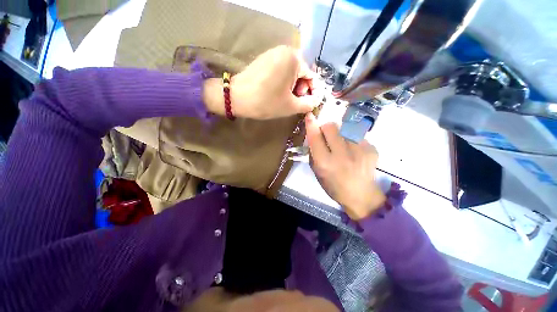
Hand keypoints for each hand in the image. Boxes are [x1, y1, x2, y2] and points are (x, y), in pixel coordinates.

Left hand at [203, 46, 318, 118]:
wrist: (237, 98)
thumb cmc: (266, 102)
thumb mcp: (291, 106)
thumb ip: (308, 104)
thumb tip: (316, 101)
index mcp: (294, 59)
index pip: (311, 77)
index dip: (311, 93)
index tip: (306, 104)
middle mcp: (285, 51)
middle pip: (301, 74)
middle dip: (300, 90)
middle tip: (293, 103)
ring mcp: (272, 53)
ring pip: (291, 73)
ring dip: (291, 87)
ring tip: (284, 99)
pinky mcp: (264, 59)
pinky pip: (280, 71)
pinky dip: (282, 82)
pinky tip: (276, 92)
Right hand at [305, 113, 385, 219]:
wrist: (362, 196)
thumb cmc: (334, 186)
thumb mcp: (317, 172)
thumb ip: (314, 153)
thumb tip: (314, 134)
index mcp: (325, 163)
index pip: (315, 138)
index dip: (311, 125)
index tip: (310, 116)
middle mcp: (342, 155)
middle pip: (331, 126)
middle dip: (326, 128)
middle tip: (327, 136)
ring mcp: (359, 150)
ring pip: (345, 127)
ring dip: (340, 133)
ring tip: (343, 145)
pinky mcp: (372, 148)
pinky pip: (357, 135)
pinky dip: (352, 139)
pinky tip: (354, 150)